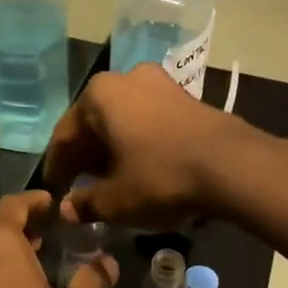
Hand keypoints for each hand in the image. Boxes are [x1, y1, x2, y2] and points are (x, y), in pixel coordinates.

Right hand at [42, 63, 262, 228]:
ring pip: (124, 121)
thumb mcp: (117, 200)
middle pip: (96, 123)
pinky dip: (139, 143)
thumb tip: (68, 208)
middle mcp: (126, 79)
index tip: (54, 188)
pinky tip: (141, 168)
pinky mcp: (187, 98)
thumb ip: (87, 202)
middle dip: (87, 156)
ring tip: (111, 181)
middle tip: (80, 187)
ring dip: (114, 149)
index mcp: (99, 95)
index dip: (58, 166)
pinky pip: (149, 122)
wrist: (234, 165)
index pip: (66, 134)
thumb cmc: (162, 176)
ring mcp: (160, 84)